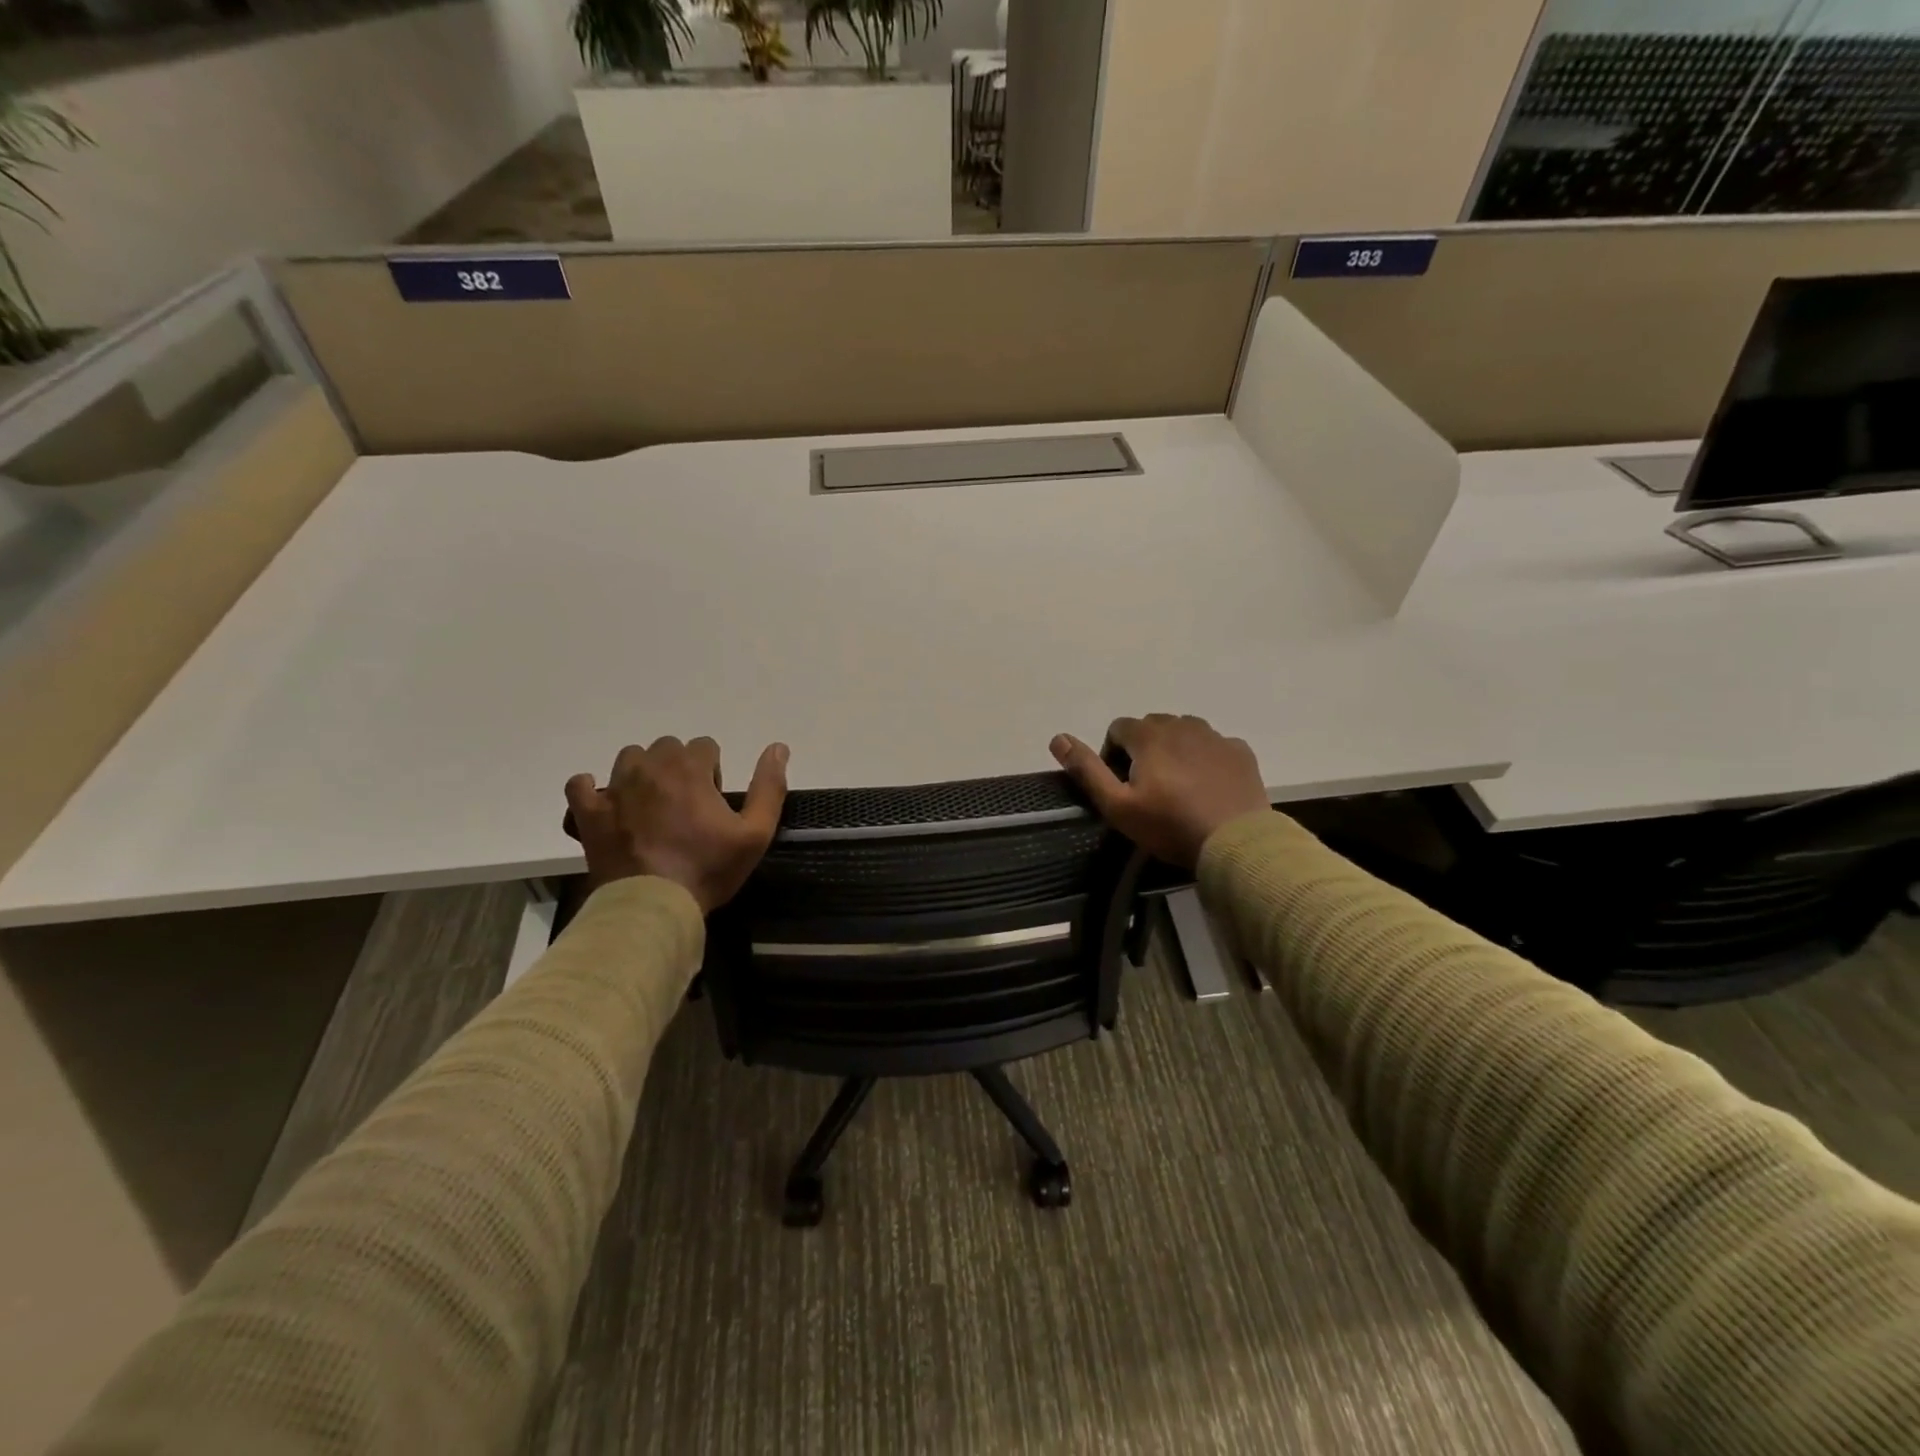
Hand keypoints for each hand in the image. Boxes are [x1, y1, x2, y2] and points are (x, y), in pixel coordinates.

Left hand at [563, 736, 788, 913]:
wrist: (654, 906)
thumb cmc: (708, 869)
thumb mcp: (755, 832)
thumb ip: (769, 787)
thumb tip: (778, 748)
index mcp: (690, 769)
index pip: (705, 745)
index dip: (713, 771)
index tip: (713, 802)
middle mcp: (651, 768)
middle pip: (667, 747)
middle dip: (679, 768)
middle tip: (686, 806)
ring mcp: (615, 788)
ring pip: (629, 758)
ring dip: (642, 773)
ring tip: (651, 806)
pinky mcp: (590, 813)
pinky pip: (580, 785)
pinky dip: (592, 790)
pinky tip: (607, 806)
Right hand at [1050, 715, 1268, 868]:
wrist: (1235, 843)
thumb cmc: (1170, 826)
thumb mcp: (1117, 805)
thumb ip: (1086, 769)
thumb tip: (1058, 738)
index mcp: (1149, 735)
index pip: (1119, 727)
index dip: (1113, 753)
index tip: (1121, 785)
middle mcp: (1182, 725)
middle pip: (1152, 726)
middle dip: (1143, 748)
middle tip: (1148, 787)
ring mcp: (1215, 737)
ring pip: (1185, 731)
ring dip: (1175, 748)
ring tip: (1178, 784)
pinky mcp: (1240, 751)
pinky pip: (1214, 745)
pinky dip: (1206, 757)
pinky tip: (1208, 786)